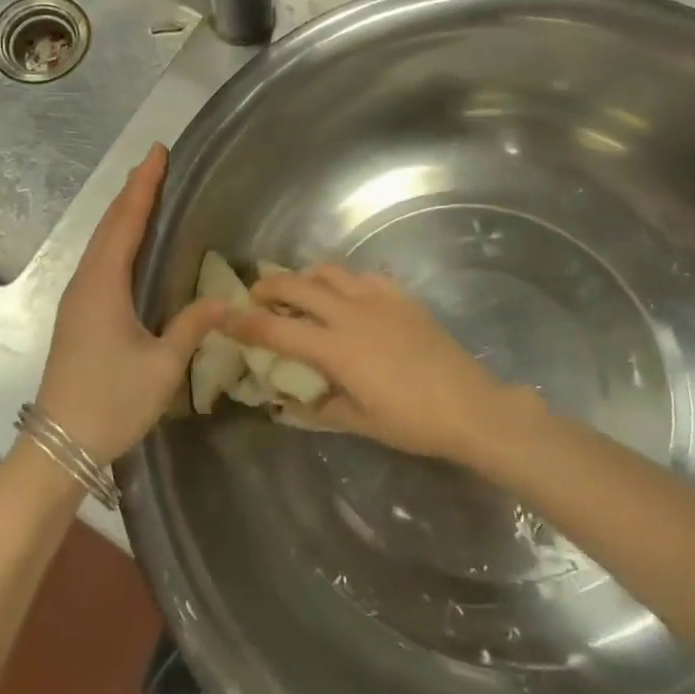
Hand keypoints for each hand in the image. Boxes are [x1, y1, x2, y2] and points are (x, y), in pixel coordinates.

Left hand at [37, 144, 226, 463]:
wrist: (58, 443)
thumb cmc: (112, 402)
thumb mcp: (162, 366)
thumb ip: (191, 327)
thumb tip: (224, 300)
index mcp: (104, 285)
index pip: (126, 222)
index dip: (143, 186)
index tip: (157, 153)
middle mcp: (85, 282)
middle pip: (109, 226)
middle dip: (132, 192)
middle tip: (155, 164)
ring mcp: (76, 299)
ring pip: (100, 243)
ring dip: (121, 214)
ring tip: (143, 193)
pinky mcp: (76, 315)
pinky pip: (98, 261)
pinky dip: (115, 238)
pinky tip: (127, 245)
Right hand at [225, 265, 509, 464]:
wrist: (471, 406)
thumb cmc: (413, 422)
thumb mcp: (360, 422)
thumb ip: (320, 406)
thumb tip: (292, 400)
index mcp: (336, 349)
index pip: (277, 329)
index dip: (245, 322)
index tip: (223, 316)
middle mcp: (350, 314)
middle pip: (296, 284)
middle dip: (268, 286)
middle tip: (256, 297)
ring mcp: (378, 299)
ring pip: (329, 271)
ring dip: (305, 277)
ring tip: (300, 291)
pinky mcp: (401, 296)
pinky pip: (363, 276)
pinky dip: (344, 281)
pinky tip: (347, 297)